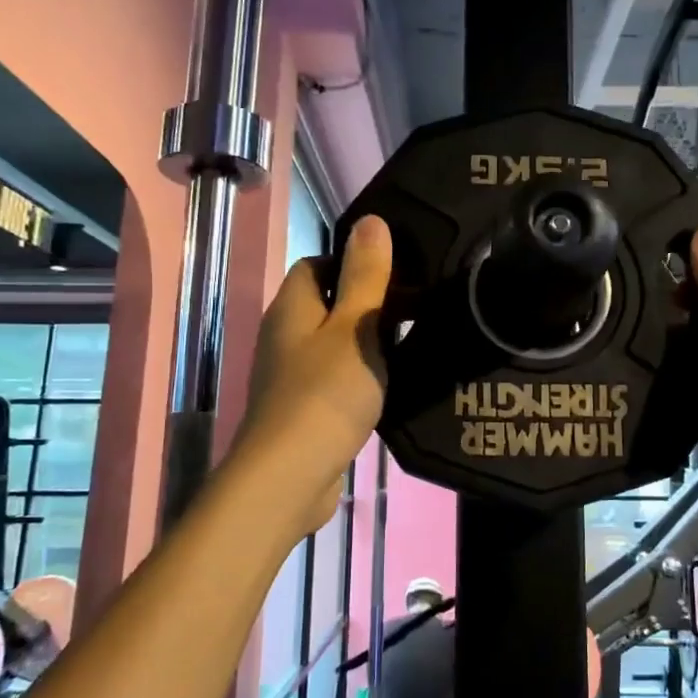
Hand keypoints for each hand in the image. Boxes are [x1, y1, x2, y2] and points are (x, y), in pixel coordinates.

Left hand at [239, 215, 391, 532]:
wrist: (290, 476)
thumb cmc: (325, 393)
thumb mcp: (356, 327)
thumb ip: (366, 276)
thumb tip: (371, 221)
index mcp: (292, 307)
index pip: (317, 265)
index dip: (354, 262)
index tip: (397, 275)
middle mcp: (284, 335)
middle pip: (326, 303)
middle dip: (366, 303)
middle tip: (414, 310)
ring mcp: (288, 375)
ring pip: (331, 343)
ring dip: (365, 342)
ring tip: (409, 345)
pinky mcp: (300, 409)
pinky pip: (332, 377)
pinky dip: (357, 376)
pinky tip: (386, 387)